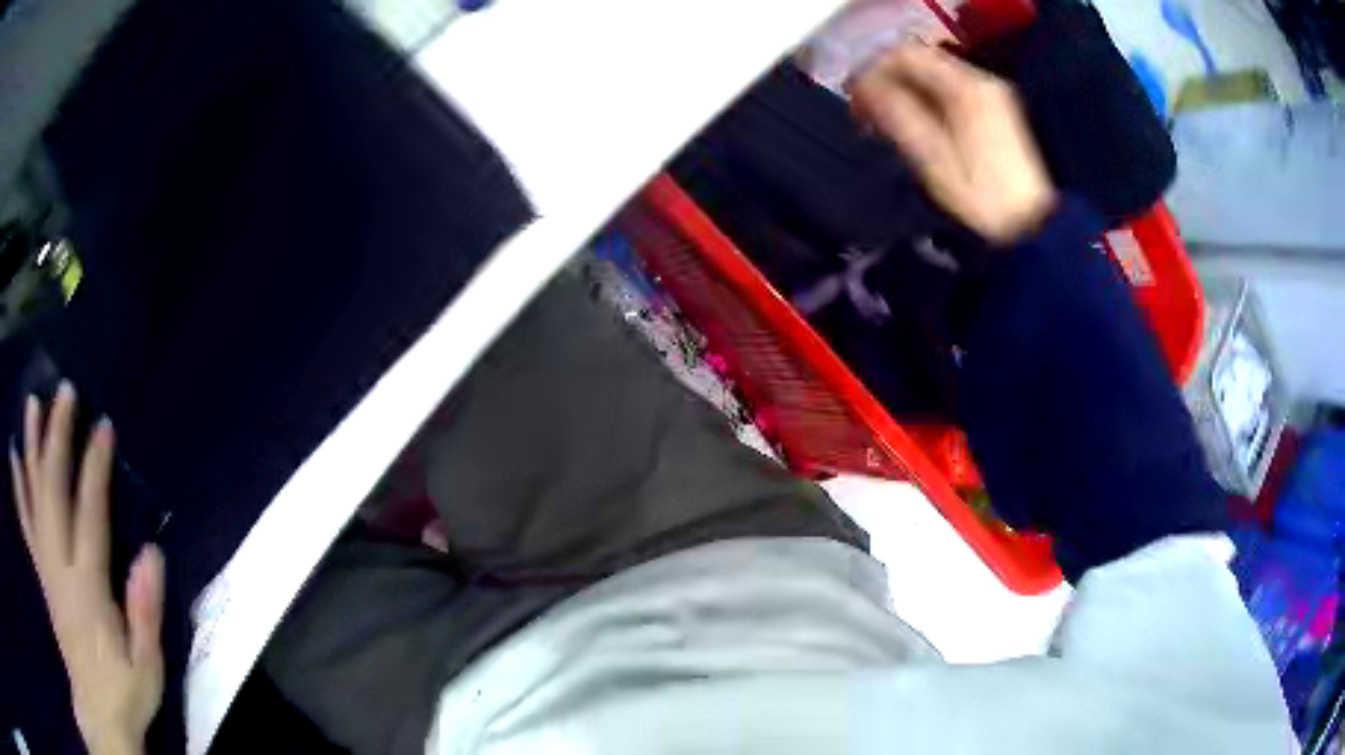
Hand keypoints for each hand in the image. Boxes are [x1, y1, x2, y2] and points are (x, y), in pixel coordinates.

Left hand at [10, 383, 162, 754]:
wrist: (98, 713)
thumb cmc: (124, 692)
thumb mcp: (147, 667)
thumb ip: (145, 612)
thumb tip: (151, 554)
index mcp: (88, 589)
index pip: (89, 516)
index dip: (95, 469)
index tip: (102, 426)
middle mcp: (60, 568)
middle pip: (53, 493)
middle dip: (57, 438)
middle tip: (64, 393)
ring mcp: (46, 569)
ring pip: (34, 497)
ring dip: (32, 448)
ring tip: (32, 404)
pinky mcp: (42, 576)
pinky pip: (26, 522)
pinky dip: (19, 486)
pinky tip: (14, 457)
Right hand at [850, 43, 1056, 244]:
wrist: (1028, 226)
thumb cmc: (981, 199)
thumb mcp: (932, 157)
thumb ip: (896, 114)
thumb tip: (863, 90)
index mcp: (965, 88)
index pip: (905, 54)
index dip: (872, 71)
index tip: (855, 99)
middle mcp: (980, 82)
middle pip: (919, 62)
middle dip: (886, 82)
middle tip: (864, 113)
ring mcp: (990, 96)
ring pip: (932, 77)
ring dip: (903, 93)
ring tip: (885, 123)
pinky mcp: (994, 112)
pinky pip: (948, 92)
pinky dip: (924, 102)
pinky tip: (914, 126)